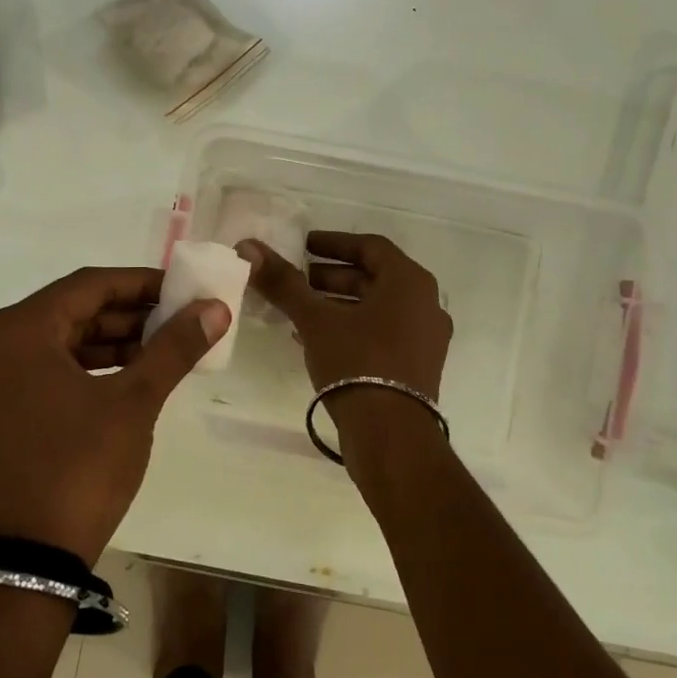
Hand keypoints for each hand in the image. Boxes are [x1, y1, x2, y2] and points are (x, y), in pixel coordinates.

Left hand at [0, 267, 229, 565]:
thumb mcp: (135, 401)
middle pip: (70, 312)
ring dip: (108, 343)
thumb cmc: (81, 467)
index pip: (89, 286)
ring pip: (56, 344)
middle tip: (177, 321)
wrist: (28, 560)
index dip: (141, 283)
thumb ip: (175, 347)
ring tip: (160, 349)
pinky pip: (42, 373)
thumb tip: (214, 309)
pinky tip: (124, 378)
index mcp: (18, 331)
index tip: (182, 290)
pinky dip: (83, 369)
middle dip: (127, 315)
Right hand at [238, 231, 453, 398]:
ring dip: (340, 304)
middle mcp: (426, 304)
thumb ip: (284, 282)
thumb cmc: (357, 362)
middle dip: (333, 276)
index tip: (304, 246)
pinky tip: (319, 340)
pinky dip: (353, 328)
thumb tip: (250, 247)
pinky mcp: (418, 366)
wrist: (391, 434)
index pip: (371, 246)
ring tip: (302, 311)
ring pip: (378, 308)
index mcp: (410, 282)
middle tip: (299, 280)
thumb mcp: (315, 319)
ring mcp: (426, 338)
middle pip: (375, 278)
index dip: (334, 243)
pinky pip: (383, 333)